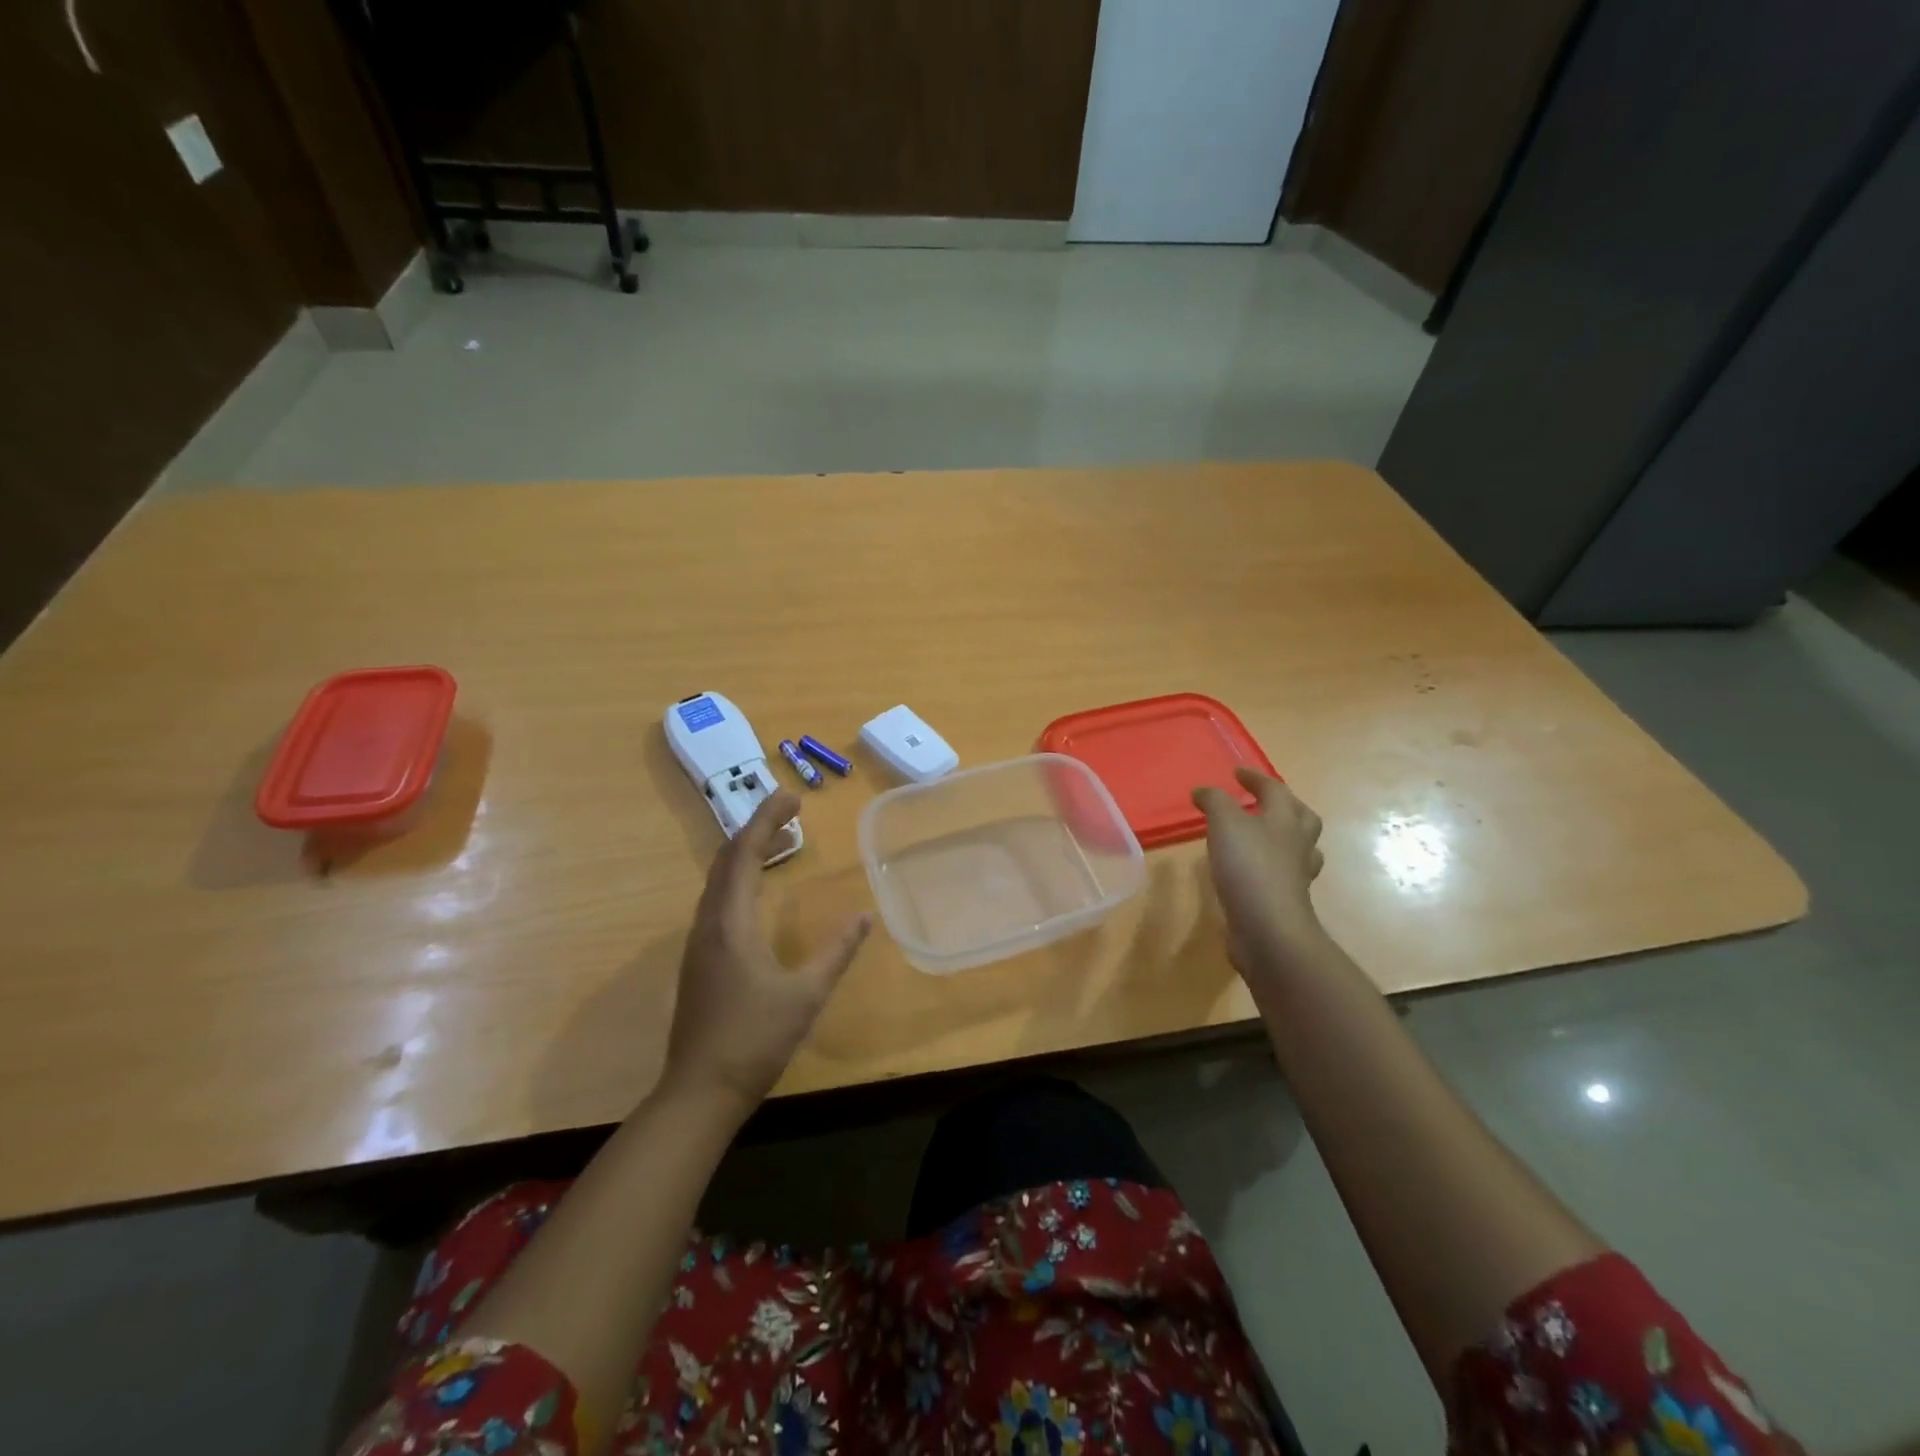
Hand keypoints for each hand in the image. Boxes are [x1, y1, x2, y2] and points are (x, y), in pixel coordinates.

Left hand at [659, 790, 871, 1115]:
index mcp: (730, 923)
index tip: (791, 796)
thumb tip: (864, 917)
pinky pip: (718, 900)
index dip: (766, 819)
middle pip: (726, 859)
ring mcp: (699, 943)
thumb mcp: (806, 995)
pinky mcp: (699, 960)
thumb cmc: (754, 1039)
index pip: (744, 853)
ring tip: (780, 842)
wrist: (699, 1092)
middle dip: (756, 828)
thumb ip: (836, 953)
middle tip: (789, 811)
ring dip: (746, 853)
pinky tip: (758, 892)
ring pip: (718, 880)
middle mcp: (708, 923)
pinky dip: (740, 879)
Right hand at [1193, 768, 1327, 976]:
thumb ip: (1214, 801)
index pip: (1274, 790)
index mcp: (1285, 820)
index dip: (1255, 778)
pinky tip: (1250, 871)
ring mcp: (1295, 875)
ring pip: (1298, 848)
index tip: (1237, 772)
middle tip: (1261, 802)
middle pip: (1301, 818)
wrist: (1268, 928)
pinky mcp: (1285, 900)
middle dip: (1283, 806)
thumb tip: (1202, 791)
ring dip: (1283, 838)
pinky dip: (1269, 867)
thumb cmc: (1249, 866)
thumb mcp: (1224, 823)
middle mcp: (1297, 845)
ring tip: (1260, 836)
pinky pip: (1283, 876)